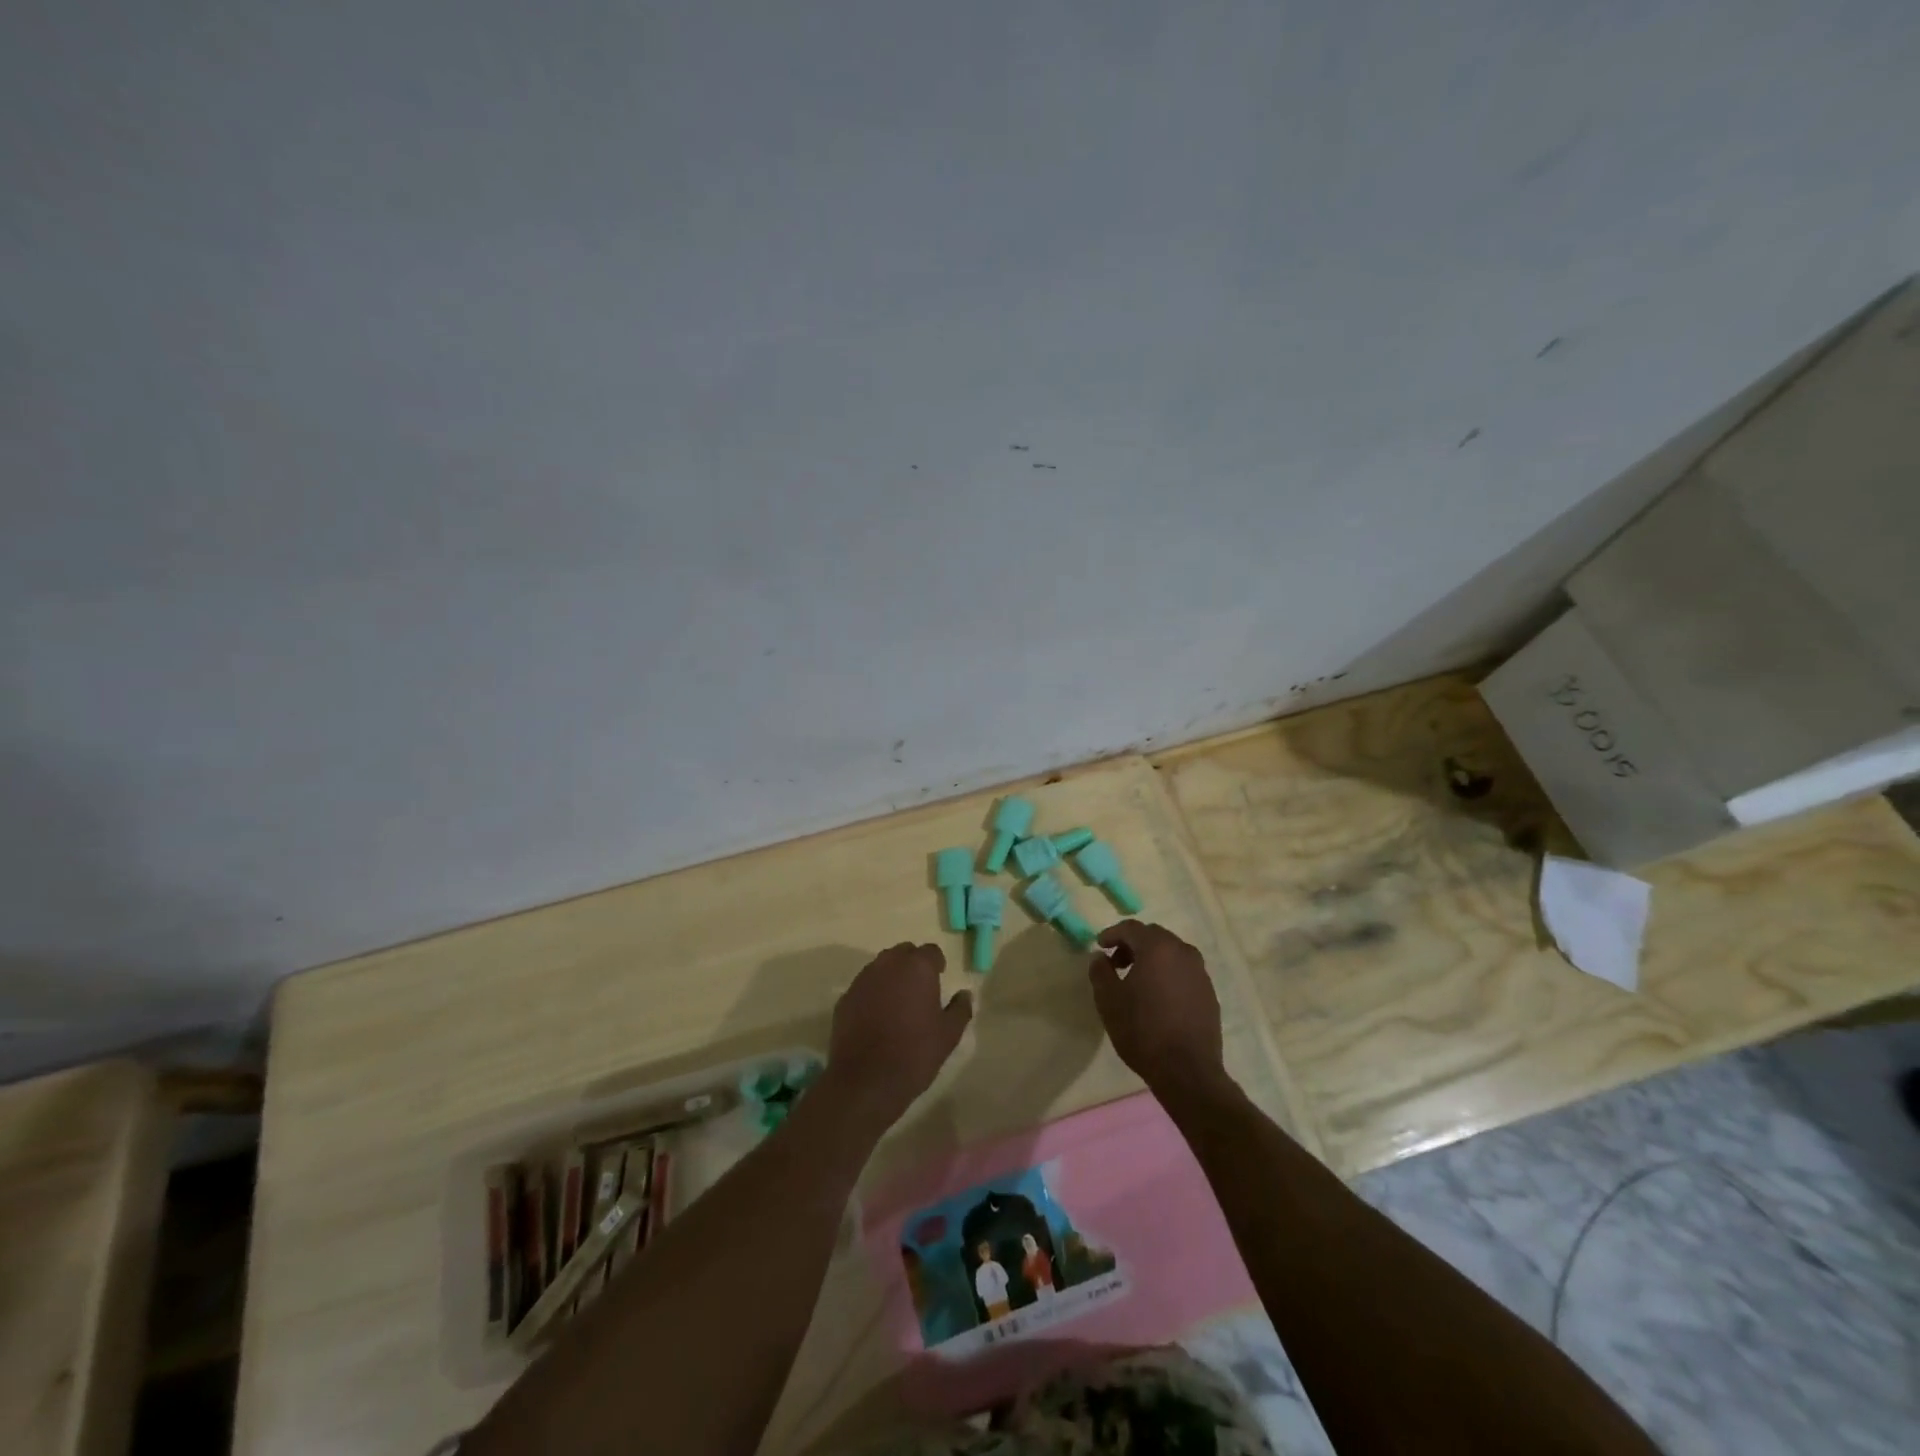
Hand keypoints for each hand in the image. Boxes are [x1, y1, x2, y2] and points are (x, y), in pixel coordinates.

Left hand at [824, 943, 971, 1129]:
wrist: (866, 1080)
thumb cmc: (914, 1053)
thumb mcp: (948, 1035)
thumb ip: (960, 1009)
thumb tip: (965, 994)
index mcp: (917, 968)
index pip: (931, 951)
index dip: (936, 964)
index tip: (939, 979)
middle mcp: (888, 964)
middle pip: (903, 953)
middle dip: (912, 965)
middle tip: (920, 989)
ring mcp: (863, 980)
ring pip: (881, 967)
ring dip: (891, 977)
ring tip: (898, 1003)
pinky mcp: (844, 998)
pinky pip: (864, 986)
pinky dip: (872, 994)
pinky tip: (876, 1018)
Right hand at [1088, 920, 1227, 1097]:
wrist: (1187, 1071)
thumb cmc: (1142, 1030)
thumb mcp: (1109, 1000)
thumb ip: (1100, 972)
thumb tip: (1100, 958)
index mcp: (1157, 948)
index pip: (1131, 928)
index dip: (1112, 934)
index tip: (1100, 947)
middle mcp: (1183, 952)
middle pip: (1154, 937)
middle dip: (1133, 945)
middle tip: (1116, 963)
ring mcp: (1200, 973)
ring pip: (1172, 953)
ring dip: (1152, 959)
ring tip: (1137, 981)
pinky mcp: (1209, 993)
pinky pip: (1184, 972)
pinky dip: (1169, 974)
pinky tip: (1159, 998)